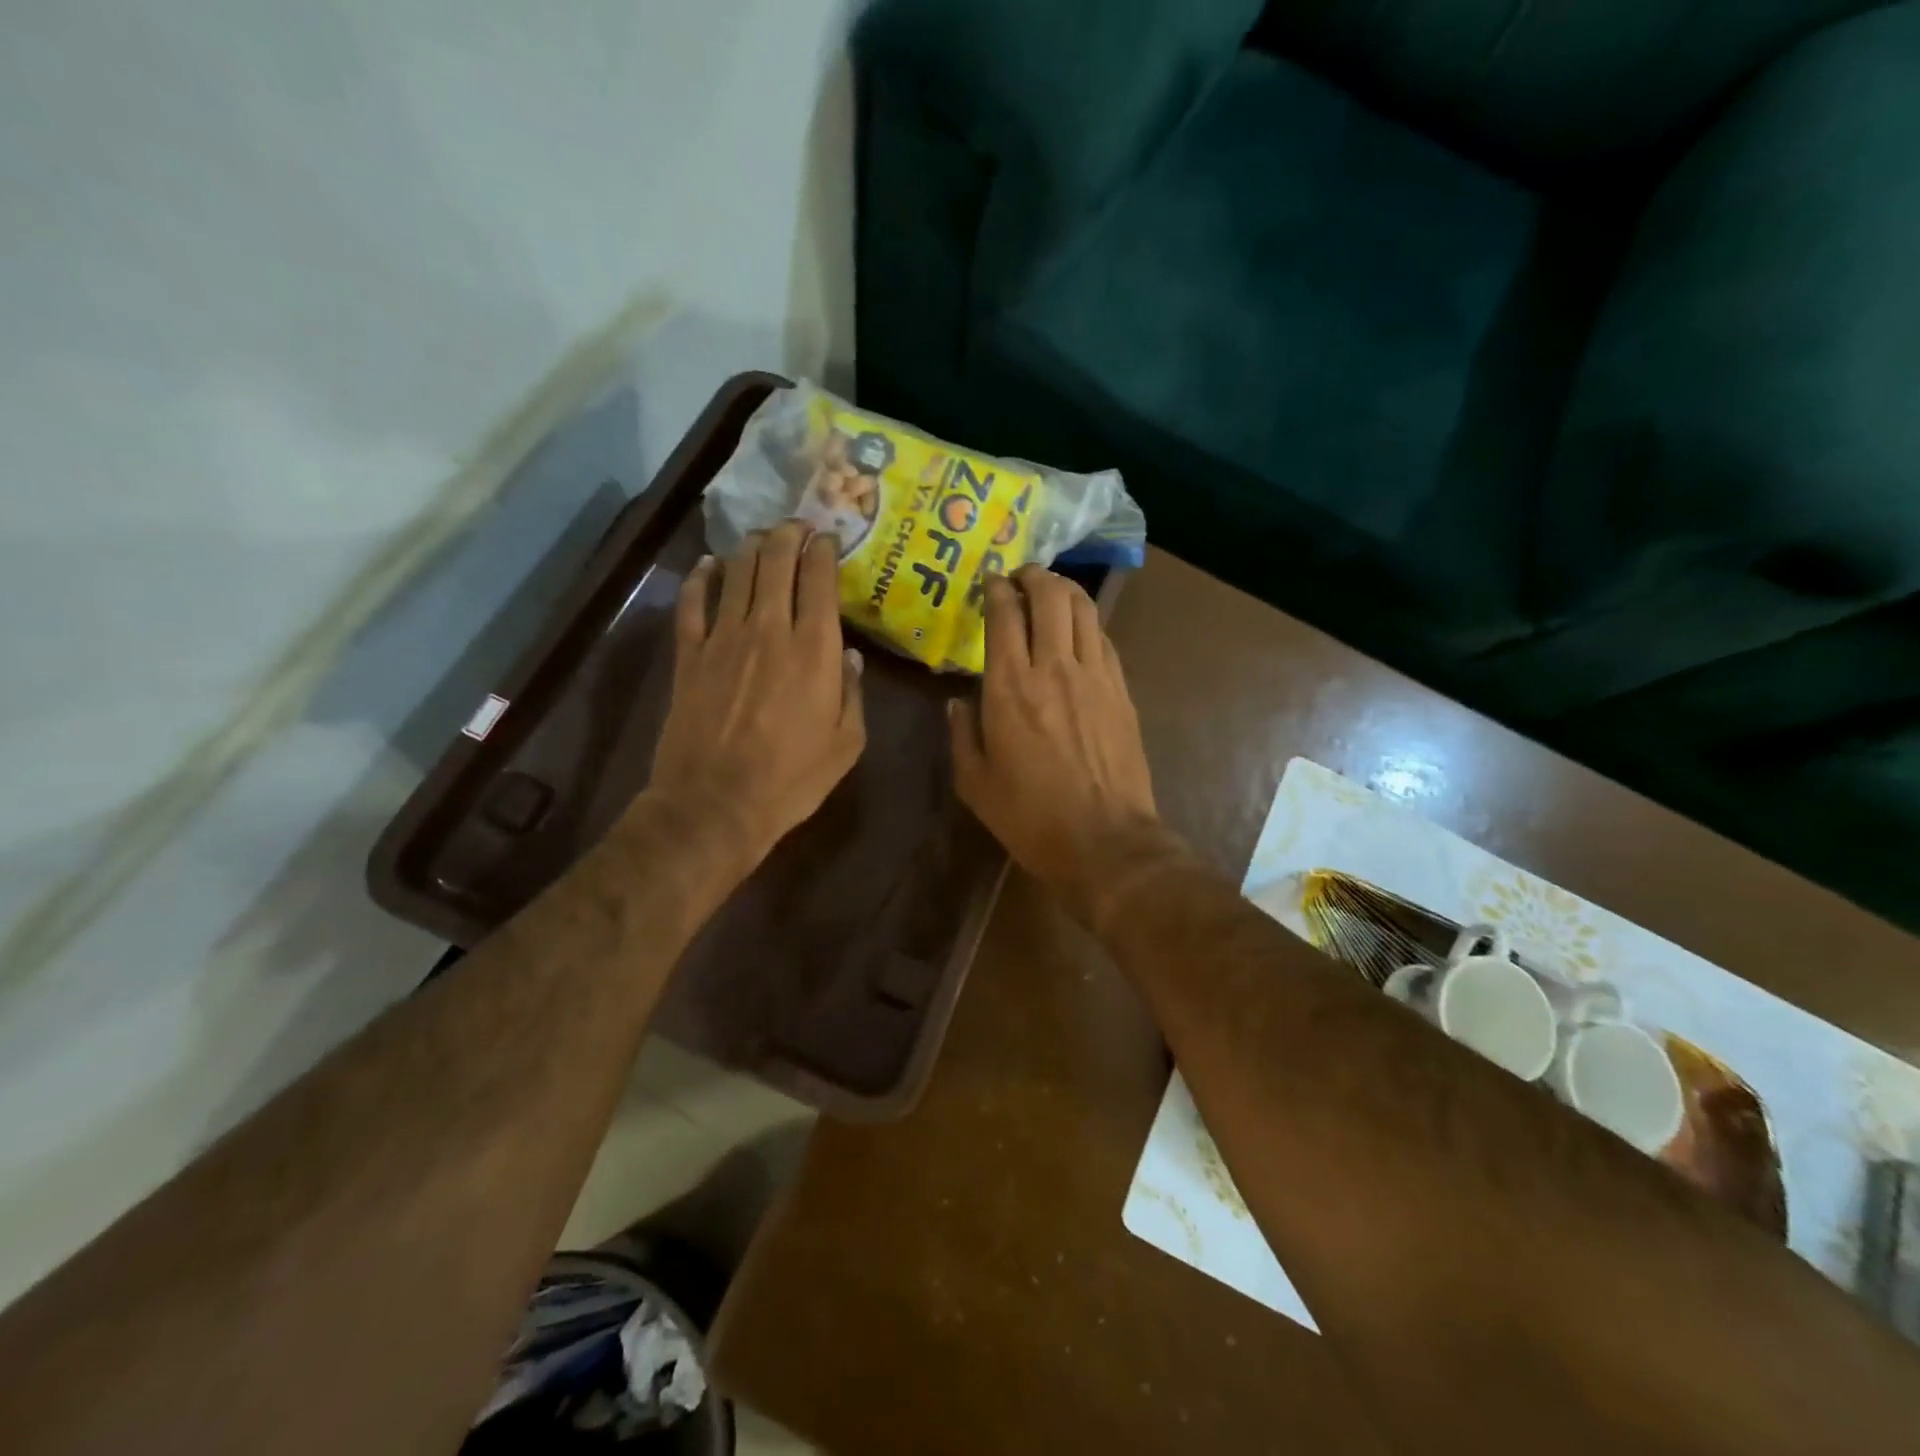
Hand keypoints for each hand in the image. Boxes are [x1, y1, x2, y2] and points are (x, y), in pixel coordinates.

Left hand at [649, 522, 864, 871]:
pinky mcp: (689, 655)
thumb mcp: (846, 744)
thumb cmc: (792, 779)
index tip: (828, 538)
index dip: (823, 551)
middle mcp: (769, 630)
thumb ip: (853, 693)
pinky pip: (693, 603)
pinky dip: (701, 578)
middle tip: (797, 526)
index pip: (818, 580)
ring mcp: (723, 639)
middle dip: (788, 536)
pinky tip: (708, 565)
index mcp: (813, 649)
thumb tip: (849, 656)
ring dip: (751, 548)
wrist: (716, 804)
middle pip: (776, 563)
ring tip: (761, 538)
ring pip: (737, 573)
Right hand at [950, 566, 1170, 925]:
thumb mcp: (975, 783)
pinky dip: (1088, 623)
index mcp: (1010, 687)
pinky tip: (1079, 630)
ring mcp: (1095, 676)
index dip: (996, 590)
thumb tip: (957, 702)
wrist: (1105, 841)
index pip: (1004, 615)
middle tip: (1021, 576)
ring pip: (1083, 609)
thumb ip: (962, 735)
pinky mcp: (1122, 691)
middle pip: (1049, 597)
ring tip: (1051, 590)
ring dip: (1065, 590)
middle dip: (1033, 576)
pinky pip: (1104, 639)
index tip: (990, 582)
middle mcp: (1054, 667)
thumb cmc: (1031, 816)